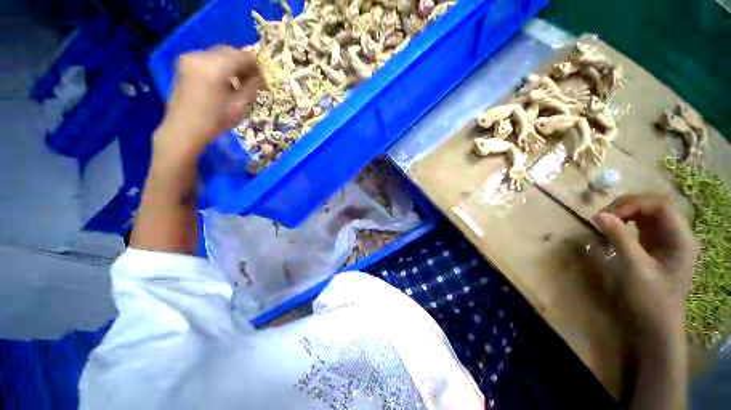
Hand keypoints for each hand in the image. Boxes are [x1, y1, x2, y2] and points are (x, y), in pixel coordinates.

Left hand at [156, 46, 263, 157]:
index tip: (264, 77)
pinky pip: (209, 58)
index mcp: (215, 67)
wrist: (184, 129)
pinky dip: (220, 66)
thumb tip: (261, 77)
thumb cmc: (214, 121)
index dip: (256, 65)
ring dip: (232, 64)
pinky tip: (225, 80)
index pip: (243, 56)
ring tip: (240, 82)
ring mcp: (190, 58)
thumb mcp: (239, 106)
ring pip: (219, 54)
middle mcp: (201, 56)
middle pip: (230, 52)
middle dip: (244, 63)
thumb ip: (251, 87)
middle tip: (254, 80)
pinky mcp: (185, 63)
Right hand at [594, 193, 697, 345]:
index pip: (660, 205)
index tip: (606, 215)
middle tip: (603, 217)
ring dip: (626, 211)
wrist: (657, 326)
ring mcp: (668, 240)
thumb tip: (599, 215)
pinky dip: (626, 221)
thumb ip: (620, 238)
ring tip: (606, 221)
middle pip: (655, 204)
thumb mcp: (635, 268)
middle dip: (628, 205)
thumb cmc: (650, 299)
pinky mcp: (657, 246)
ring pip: (648, 212)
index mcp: (681, 238)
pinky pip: (643, 224)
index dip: (632, 204)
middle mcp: (678, 234)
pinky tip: (614, 228)